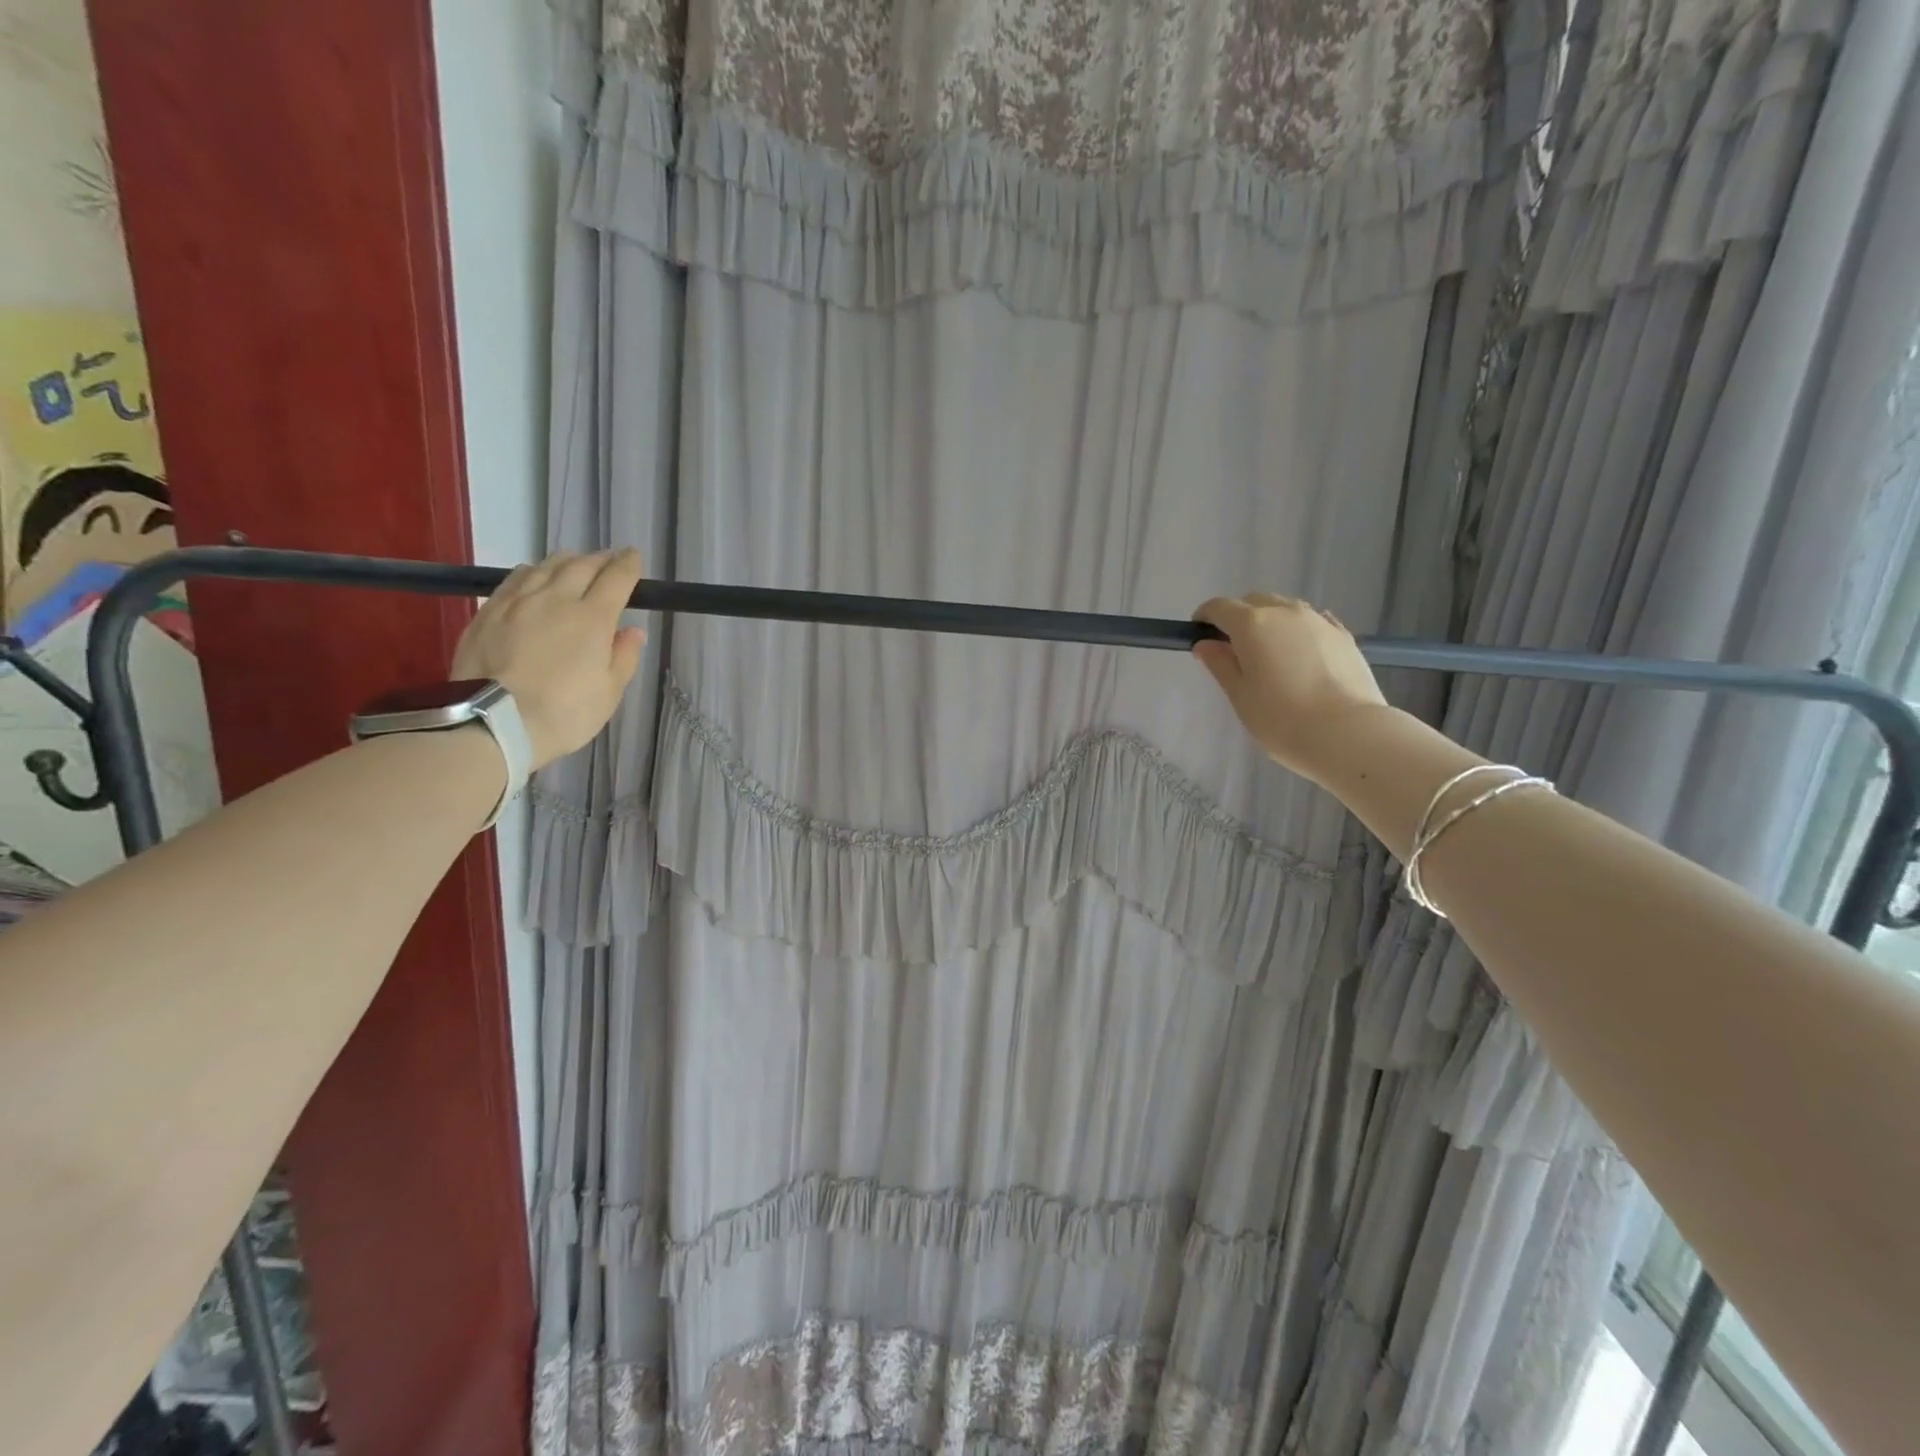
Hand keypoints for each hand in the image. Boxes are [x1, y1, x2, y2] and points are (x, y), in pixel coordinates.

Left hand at [451, 548, 646, 768]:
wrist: (493, 723)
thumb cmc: (564, 713)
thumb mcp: (609, 692)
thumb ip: (623, 656)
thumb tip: (632, 631)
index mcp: (592, 618)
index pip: (616, 579)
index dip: (628, 565)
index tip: (634, 557)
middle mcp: (556, 599)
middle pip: (581, 566)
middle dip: (600, 559)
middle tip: (609, 559)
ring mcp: (518, 602)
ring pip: (545, 566)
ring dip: (566, 561)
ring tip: (574, 563)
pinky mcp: (488, 612)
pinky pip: (515, 579)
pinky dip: (533, 572)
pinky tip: (534, 576)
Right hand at [1191, 593, 1388, 782]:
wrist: (1348, 733)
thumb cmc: (1281, 719)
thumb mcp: (1240, 695)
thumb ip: (1220, 664)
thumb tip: (1205, 644)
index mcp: (1252, 624)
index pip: (1219, 607)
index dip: (1205, 617)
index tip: (1199, 635)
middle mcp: (1285, 612)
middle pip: (1254, 602)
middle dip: (1238, 617)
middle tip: (1234, 649)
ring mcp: (1318, 620)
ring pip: (1285, 609)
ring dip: (1270, 622)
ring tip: (1270, 654)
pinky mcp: (1343, 635)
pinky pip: (1312, 622)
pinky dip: (1298, 631)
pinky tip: (1300, 654)